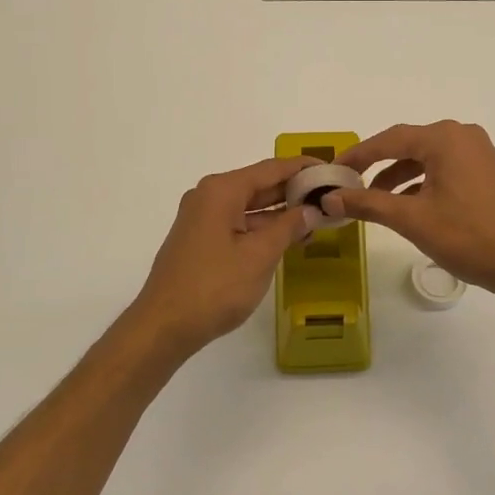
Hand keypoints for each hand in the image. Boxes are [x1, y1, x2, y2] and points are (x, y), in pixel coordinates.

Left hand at [125, 156, 315, 360]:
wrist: (163, 326)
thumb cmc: (215, 287)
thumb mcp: (260, 256)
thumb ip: (288, 227)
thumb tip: (310, 209)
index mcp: (222, 191)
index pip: (271, 168)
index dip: (303, 167)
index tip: (331, 169)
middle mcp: (209, 196)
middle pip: (259, 184)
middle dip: (294, 190)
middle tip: (330, 195)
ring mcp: (202, 218)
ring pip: (249, 206)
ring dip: (280, 212)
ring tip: (316, 219)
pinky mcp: (200, 240)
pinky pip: (238, 223)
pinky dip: (263, 228)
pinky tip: (287, 238)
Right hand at [327, 122, 494, 304]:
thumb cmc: (469, 236)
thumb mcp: (412, 219)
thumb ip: (368, 204)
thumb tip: (330, 197)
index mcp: (444, 138)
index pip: (389, 140)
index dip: (357, 156)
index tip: (332, 171)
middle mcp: (462, 136)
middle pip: (408, 145)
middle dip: (377, 166)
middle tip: (349, 185)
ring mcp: (478, 153)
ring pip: (426, 159)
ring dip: (399, 177)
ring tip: (374, 201)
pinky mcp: (486, 171)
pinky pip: (444, 168)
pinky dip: (421, 183)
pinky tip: (407, 206)